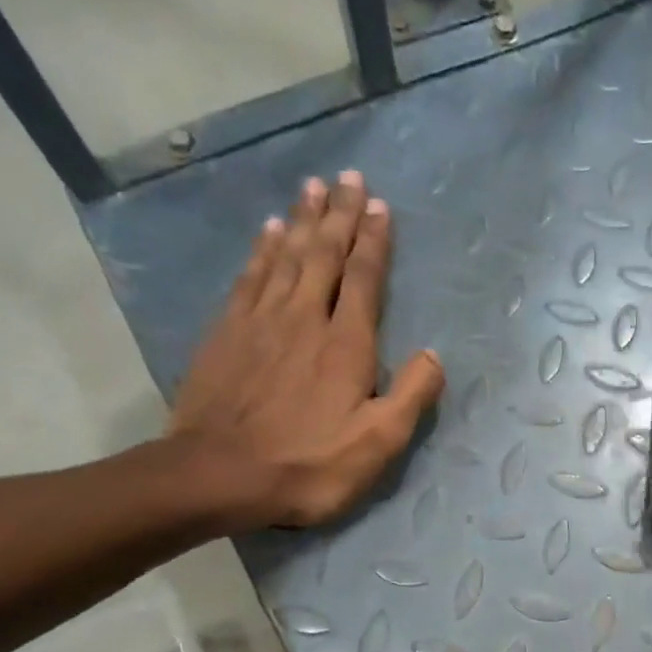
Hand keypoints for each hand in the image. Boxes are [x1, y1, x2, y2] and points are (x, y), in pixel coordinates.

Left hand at [169, 171, 444, 528]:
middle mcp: (305, 318)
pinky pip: (251, 276)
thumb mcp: (377, 444)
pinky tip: (270, 231)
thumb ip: (412, 396)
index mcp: (346, 345)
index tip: (380, 205)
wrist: (218, 474)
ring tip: (314, 187)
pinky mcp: (226, 332)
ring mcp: (260, 322)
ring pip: (286, 256)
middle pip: (325, 255)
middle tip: (349, 177)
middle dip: (340, 215)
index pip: (364, 279)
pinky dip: (263, 249)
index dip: (374, 241)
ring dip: (303, 220)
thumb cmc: (308, 465)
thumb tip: (433, 354)